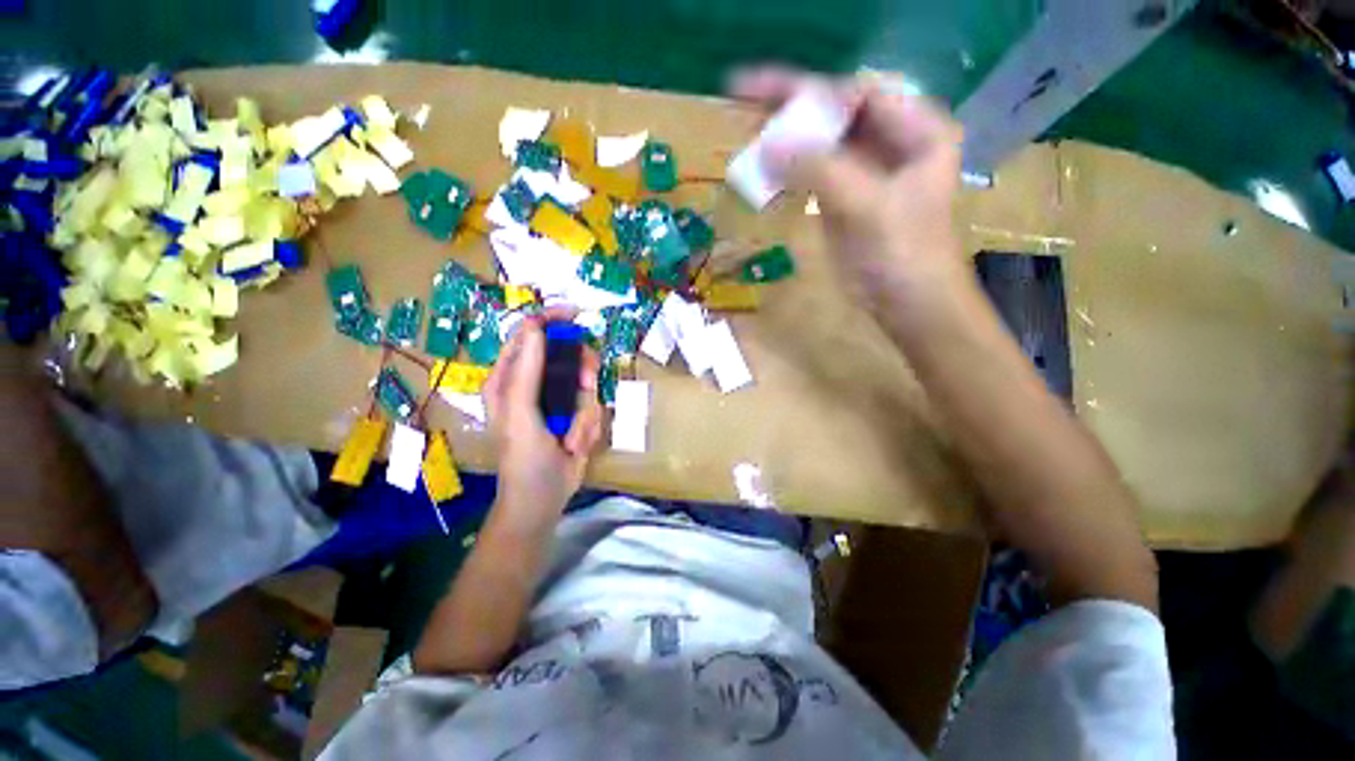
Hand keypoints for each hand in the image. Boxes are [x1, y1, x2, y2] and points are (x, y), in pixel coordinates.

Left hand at [483, 312, 603, 521]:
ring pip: (585, 382)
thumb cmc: (524, 458)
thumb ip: (526, 370)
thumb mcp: (520, 413)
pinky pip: (594, 406)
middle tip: (586, 384)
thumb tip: (535, 326)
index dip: (549, 321)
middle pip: (566, 355)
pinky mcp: (576, 415)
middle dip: (580, 371)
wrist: (545, 499)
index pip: (528, 336)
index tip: (575, 314)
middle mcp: (533, 384)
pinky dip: (589, 426)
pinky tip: (575, 446)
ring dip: (585, 410)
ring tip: (573, 435)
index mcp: (508, 379)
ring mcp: (557, 400)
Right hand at [730, 66, 966, 318]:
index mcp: (916, 131)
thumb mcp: (868, 207)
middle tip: (745, 106)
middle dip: (793, 113)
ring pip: (820, 145)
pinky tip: (764, 174)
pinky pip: (812, 175)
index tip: (763, 93)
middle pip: (836, 115)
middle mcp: (893, 142)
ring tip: (748, 140)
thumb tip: (769, 146)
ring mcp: (866, 173)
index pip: (858, 95)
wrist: (907, 305)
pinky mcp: (845, 200)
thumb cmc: (903, 255)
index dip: (811, 92)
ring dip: (786, 143)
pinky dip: (788, 174)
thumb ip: (822, 171)